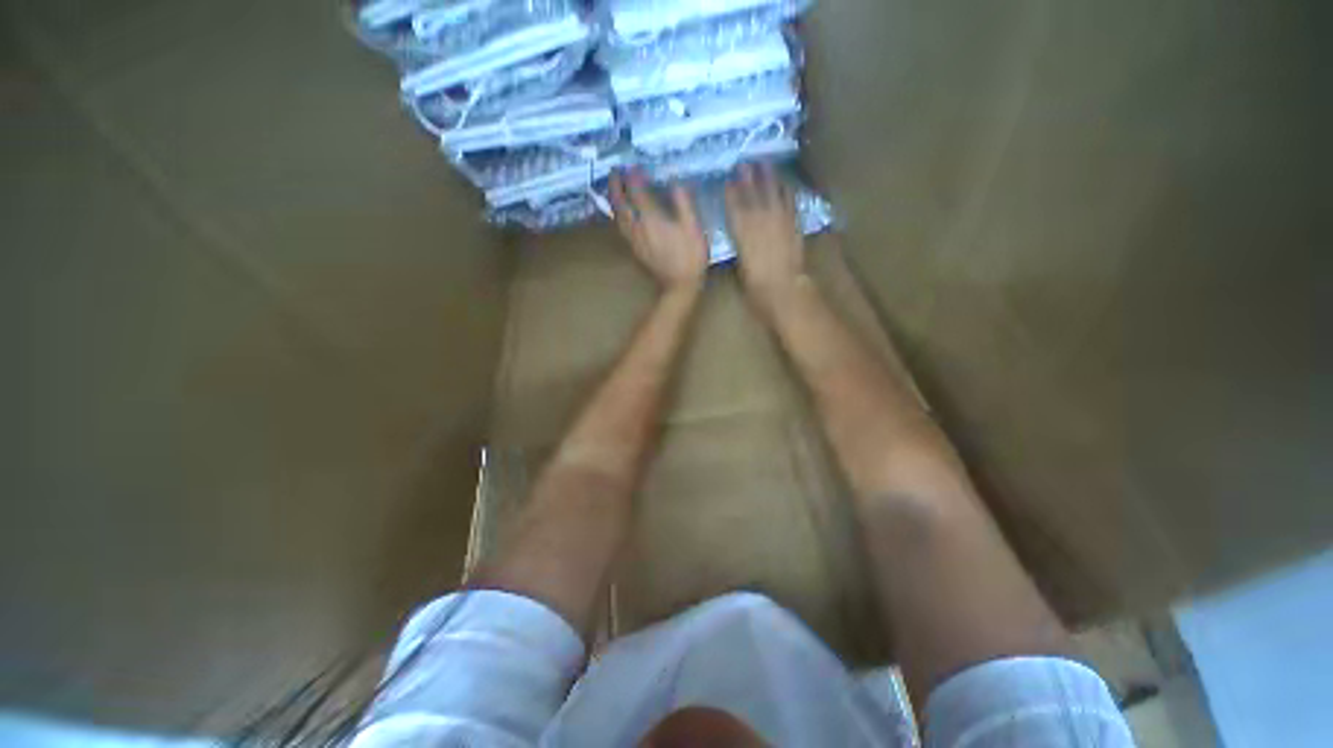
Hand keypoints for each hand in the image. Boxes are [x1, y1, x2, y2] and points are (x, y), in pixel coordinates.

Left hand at [611, 170, 708, 290]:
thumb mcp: (693, 227)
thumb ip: (683, 203)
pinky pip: (621, 227)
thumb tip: (675, 181)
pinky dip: (618, 215)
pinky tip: (621, 213)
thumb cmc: (690, 257)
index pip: (637, 192)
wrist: (679, 286)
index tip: (633, 165)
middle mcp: (637, 227)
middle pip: (620, 203)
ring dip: (614, 200)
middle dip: (616, 186)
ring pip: (617, 216)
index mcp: (652, 219)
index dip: (633, 177)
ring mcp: (634, 240)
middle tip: (615, 172)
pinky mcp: (635, 250)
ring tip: (614, 189)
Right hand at [725, 163, 806, 321]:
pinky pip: (791, 203)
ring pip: (773, 194)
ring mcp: (779, 222)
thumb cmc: (756, 286)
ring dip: (768, 179)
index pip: (735, 209)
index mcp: (743, 234)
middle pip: (753, 197)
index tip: (727, 181)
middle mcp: (760, 223)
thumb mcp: (740, 266)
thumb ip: (739, 245)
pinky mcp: (794, 226)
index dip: (731, 194)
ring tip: (764, 163)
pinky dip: (788, 192)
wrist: (785, 289)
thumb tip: (739, 233)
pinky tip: (785, 183)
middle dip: (747, 180)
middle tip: (743, 163)